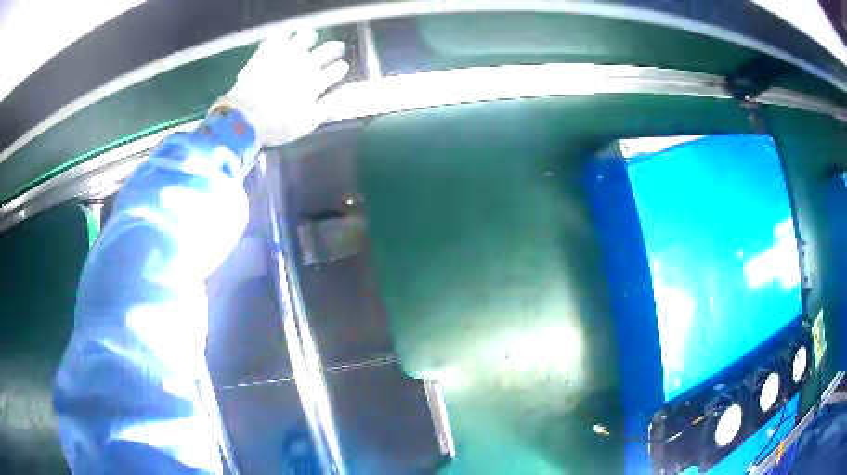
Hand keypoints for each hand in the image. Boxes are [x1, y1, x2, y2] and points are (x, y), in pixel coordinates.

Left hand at [211, 29, 348, 145]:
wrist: (243, 117)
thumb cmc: (276, 125)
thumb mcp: (306, 123)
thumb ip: (328, 107)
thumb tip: (345, 98)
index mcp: (317, 82)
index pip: (339, 68)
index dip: (340, 68)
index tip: (338, 70)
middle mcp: (307, 64)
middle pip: (330, 48)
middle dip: (335, 49)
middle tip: (334, 49)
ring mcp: (287, 55)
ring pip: (307, 36)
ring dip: (311, 38)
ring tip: (309, 39)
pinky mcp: (269, 51)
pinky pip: (281, 36)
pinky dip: (286, 35)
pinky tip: (285, 38)